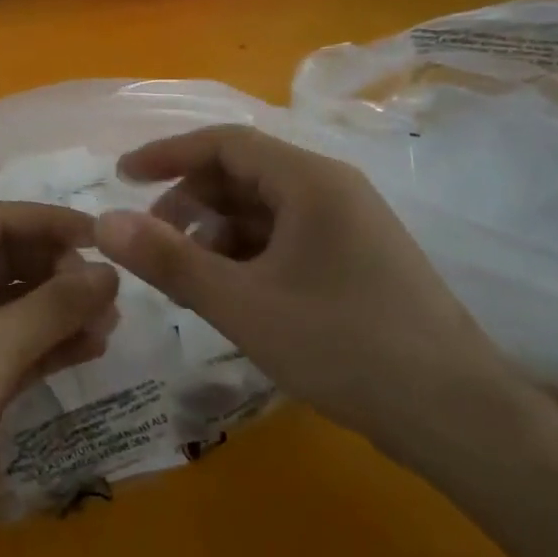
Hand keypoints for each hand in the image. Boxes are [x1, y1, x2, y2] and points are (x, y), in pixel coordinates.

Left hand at [0, 202, 119, 551]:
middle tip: (107, 292)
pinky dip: (51, 346)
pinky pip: (16, 348)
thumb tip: (111, 273)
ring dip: (61, 312)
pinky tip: (91, 348)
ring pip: (17, 308)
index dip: (50, 223)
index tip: (101, 236)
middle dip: (60, 272)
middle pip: (10, 263)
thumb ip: (56, 305)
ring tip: (110, 323)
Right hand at [92, 125, 524, 460]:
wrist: (455, 414)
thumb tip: (102, 223)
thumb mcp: (241, 304)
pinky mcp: (356, 260)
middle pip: (242, 174)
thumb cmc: (342, 345)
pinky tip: (230, 295)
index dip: (167, 154)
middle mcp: (331, 190)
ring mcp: (348, 226)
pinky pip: (285, 239)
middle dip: (189, 202)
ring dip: (215, 234)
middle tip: (152, 244)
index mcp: (309, 181)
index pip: (225, 142)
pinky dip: (247, 256)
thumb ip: (168, 261)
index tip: (121, 177)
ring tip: (186, 280)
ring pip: (263, 210)